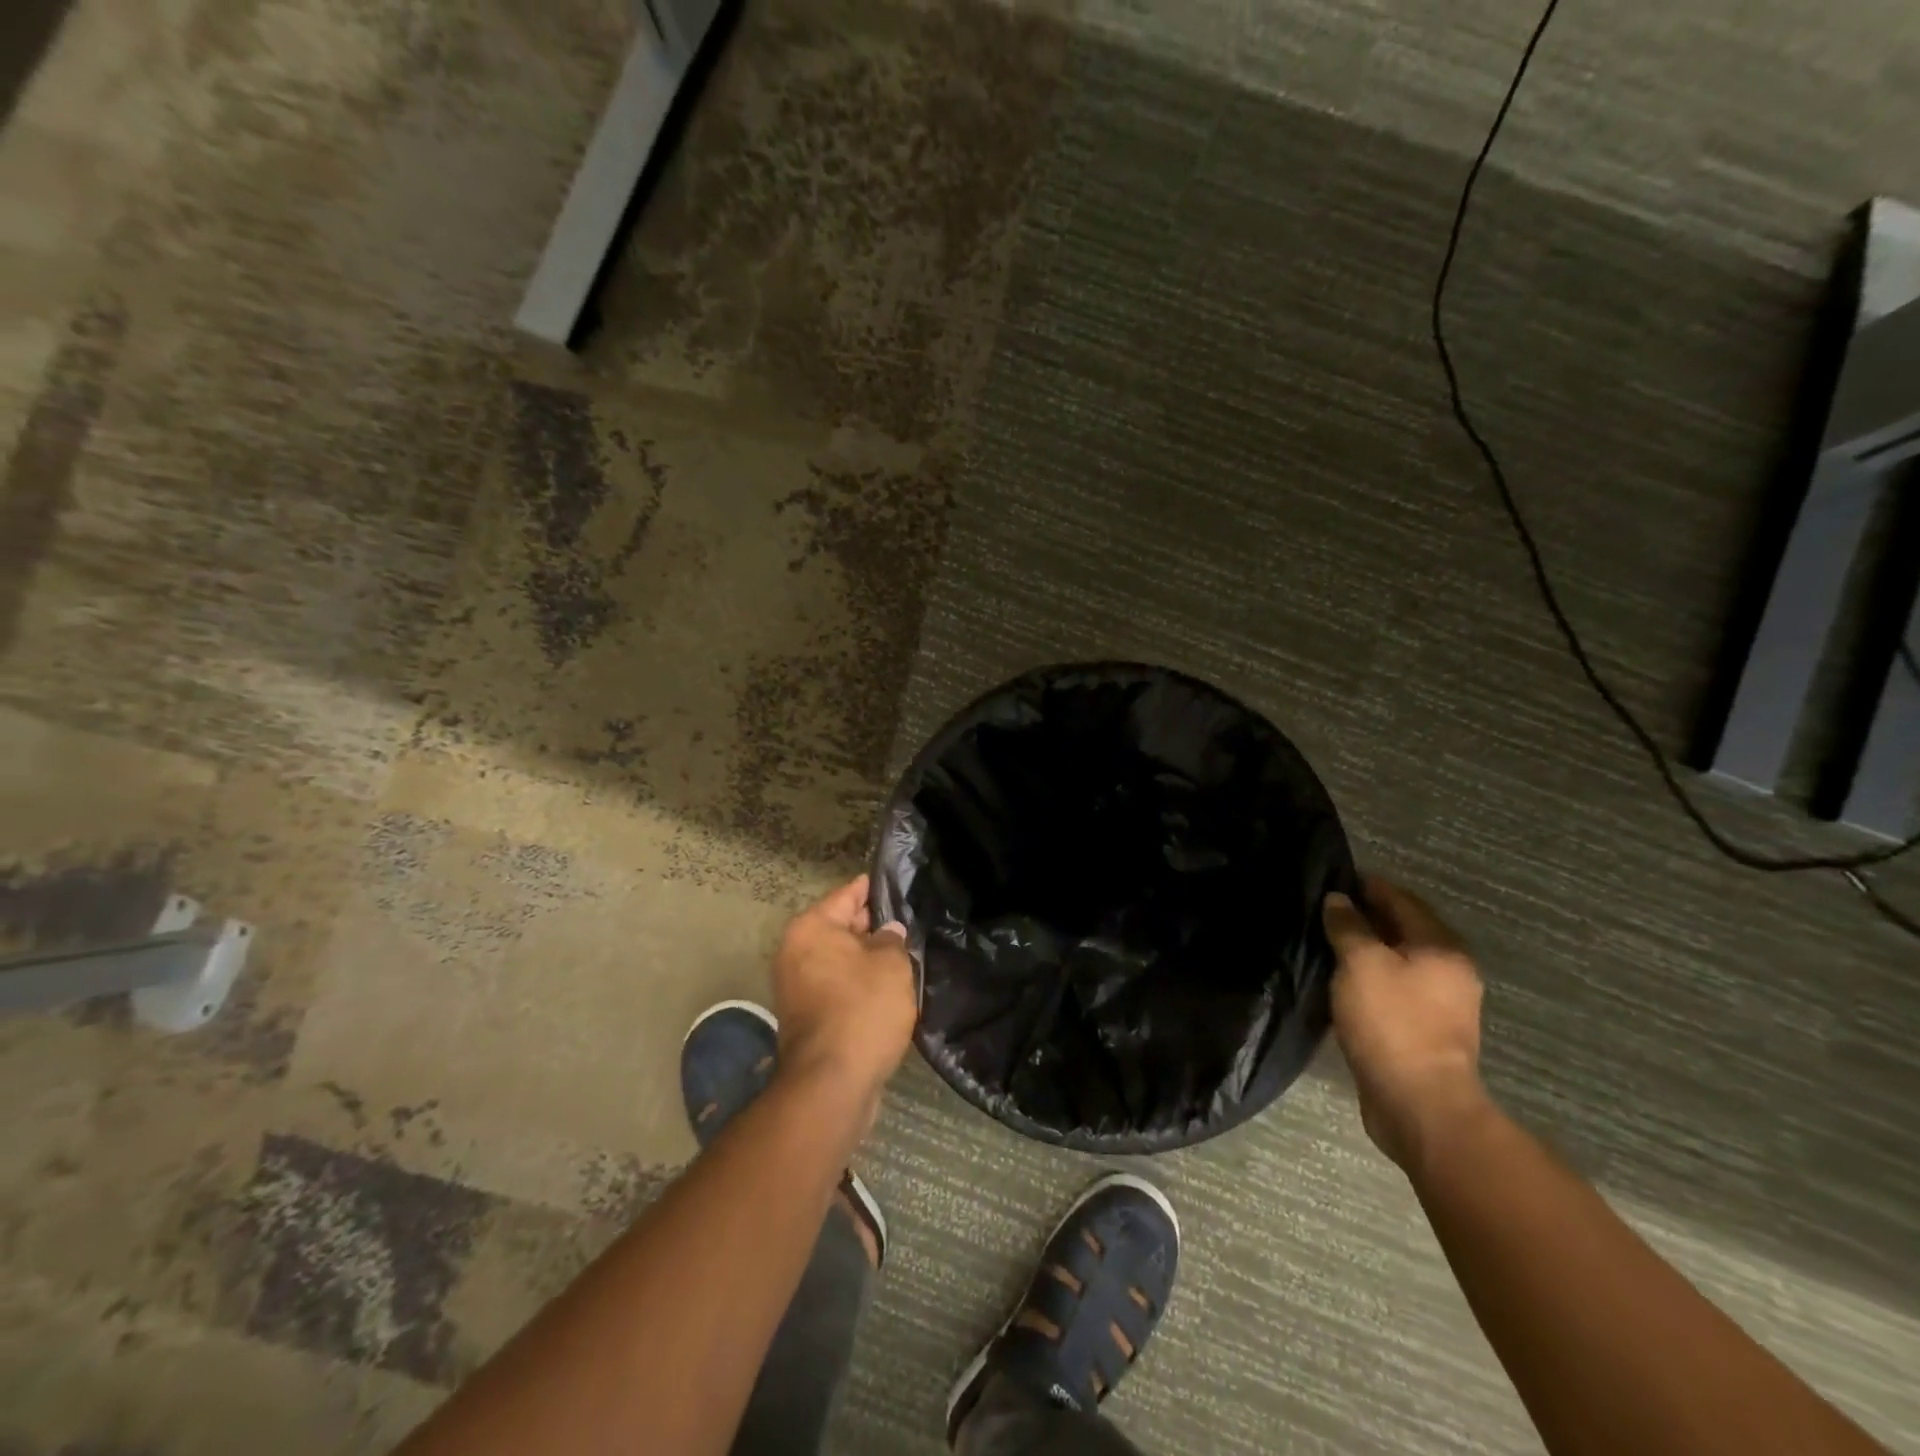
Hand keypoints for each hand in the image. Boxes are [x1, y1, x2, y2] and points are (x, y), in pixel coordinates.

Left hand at [772, 875, 916, 1106]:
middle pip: (841, 927)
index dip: (874, 887)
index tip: (897, 882)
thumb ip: (892, 940)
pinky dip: (858, 983)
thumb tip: (888, 933)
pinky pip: (837, 985)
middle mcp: (796, 952)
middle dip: (872, 924)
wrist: (831, 1084)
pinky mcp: (806, 1016)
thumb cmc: (862, 1010)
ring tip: (904, 953)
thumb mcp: (891, 966)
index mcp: (811, 928)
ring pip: (840, 959)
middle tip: (908, 920)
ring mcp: (797, 987)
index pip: (847, 894)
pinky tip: (888, 987)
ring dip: (867, 958)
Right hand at [1324, 876, 1490, 1172]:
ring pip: (1399, 960)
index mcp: (1441, 947)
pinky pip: (1395, 987)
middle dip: (1368, 915)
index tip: (1336, 877)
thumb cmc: (1391, 1022)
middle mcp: (1450, 970)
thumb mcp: (1360, 963)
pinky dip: (1372, 975)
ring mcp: (1442, 1004)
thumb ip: (1348, 926)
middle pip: (1404, 929)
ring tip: (1330, 941)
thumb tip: (1338, 901)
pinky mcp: (1426, 1030)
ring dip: (1369, 948)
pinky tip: (1345, 979)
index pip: (1402, 900)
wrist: (1419, 1102)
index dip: (1369, 885)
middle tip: (1326, 909)